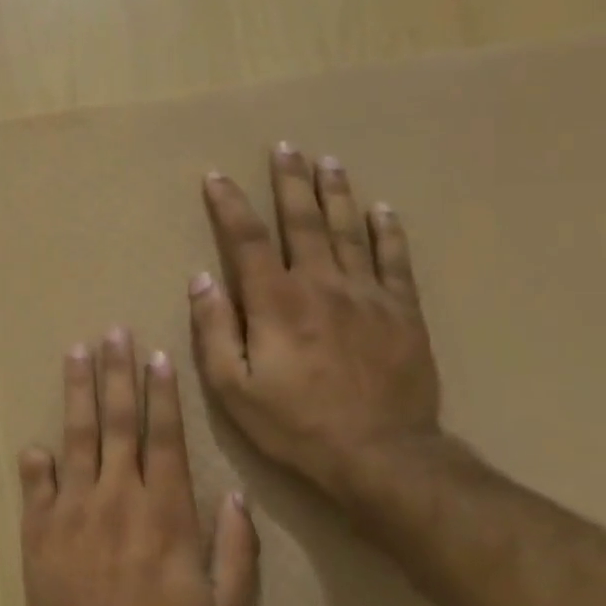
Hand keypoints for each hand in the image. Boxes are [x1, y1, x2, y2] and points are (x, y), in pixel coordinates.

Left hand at [15, 329, 259, 605]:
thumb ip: (237, 552)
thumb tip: (238, 497)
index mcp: (164, 512)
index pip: (164, 437)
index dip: (161, 394)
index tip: (156, 356)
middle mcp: (117, 496)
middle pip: (117, 421)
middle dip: (117, 373)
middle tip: (113, 332)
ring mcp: (73, 506)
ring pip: (77, 435)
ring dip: (78, 391)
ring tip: (77, 352)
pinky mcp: (39, 524)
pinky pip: (36, 481)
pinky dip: (36, 460)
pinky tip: (35, 441)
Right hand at [189, 144, 443, 496]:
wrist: (383, 457)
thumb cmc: (296, 425)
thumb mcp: (233, 387)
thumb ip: (214, 329)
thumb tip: (202, 279)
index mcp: (276, 301)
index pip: (246, 239)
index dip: (229, 204)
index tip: (216, 177)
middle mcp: (321, 285)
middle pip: (302, 222)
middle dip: (290, 182)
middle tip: (285, 147)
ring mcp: (368, 295)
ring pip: (349, 231)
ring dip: (335, 193)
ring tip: (328, 161)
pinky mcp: (403, 313)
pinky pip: (395, 262)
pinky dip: (388, 233)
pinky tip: (382, 209)